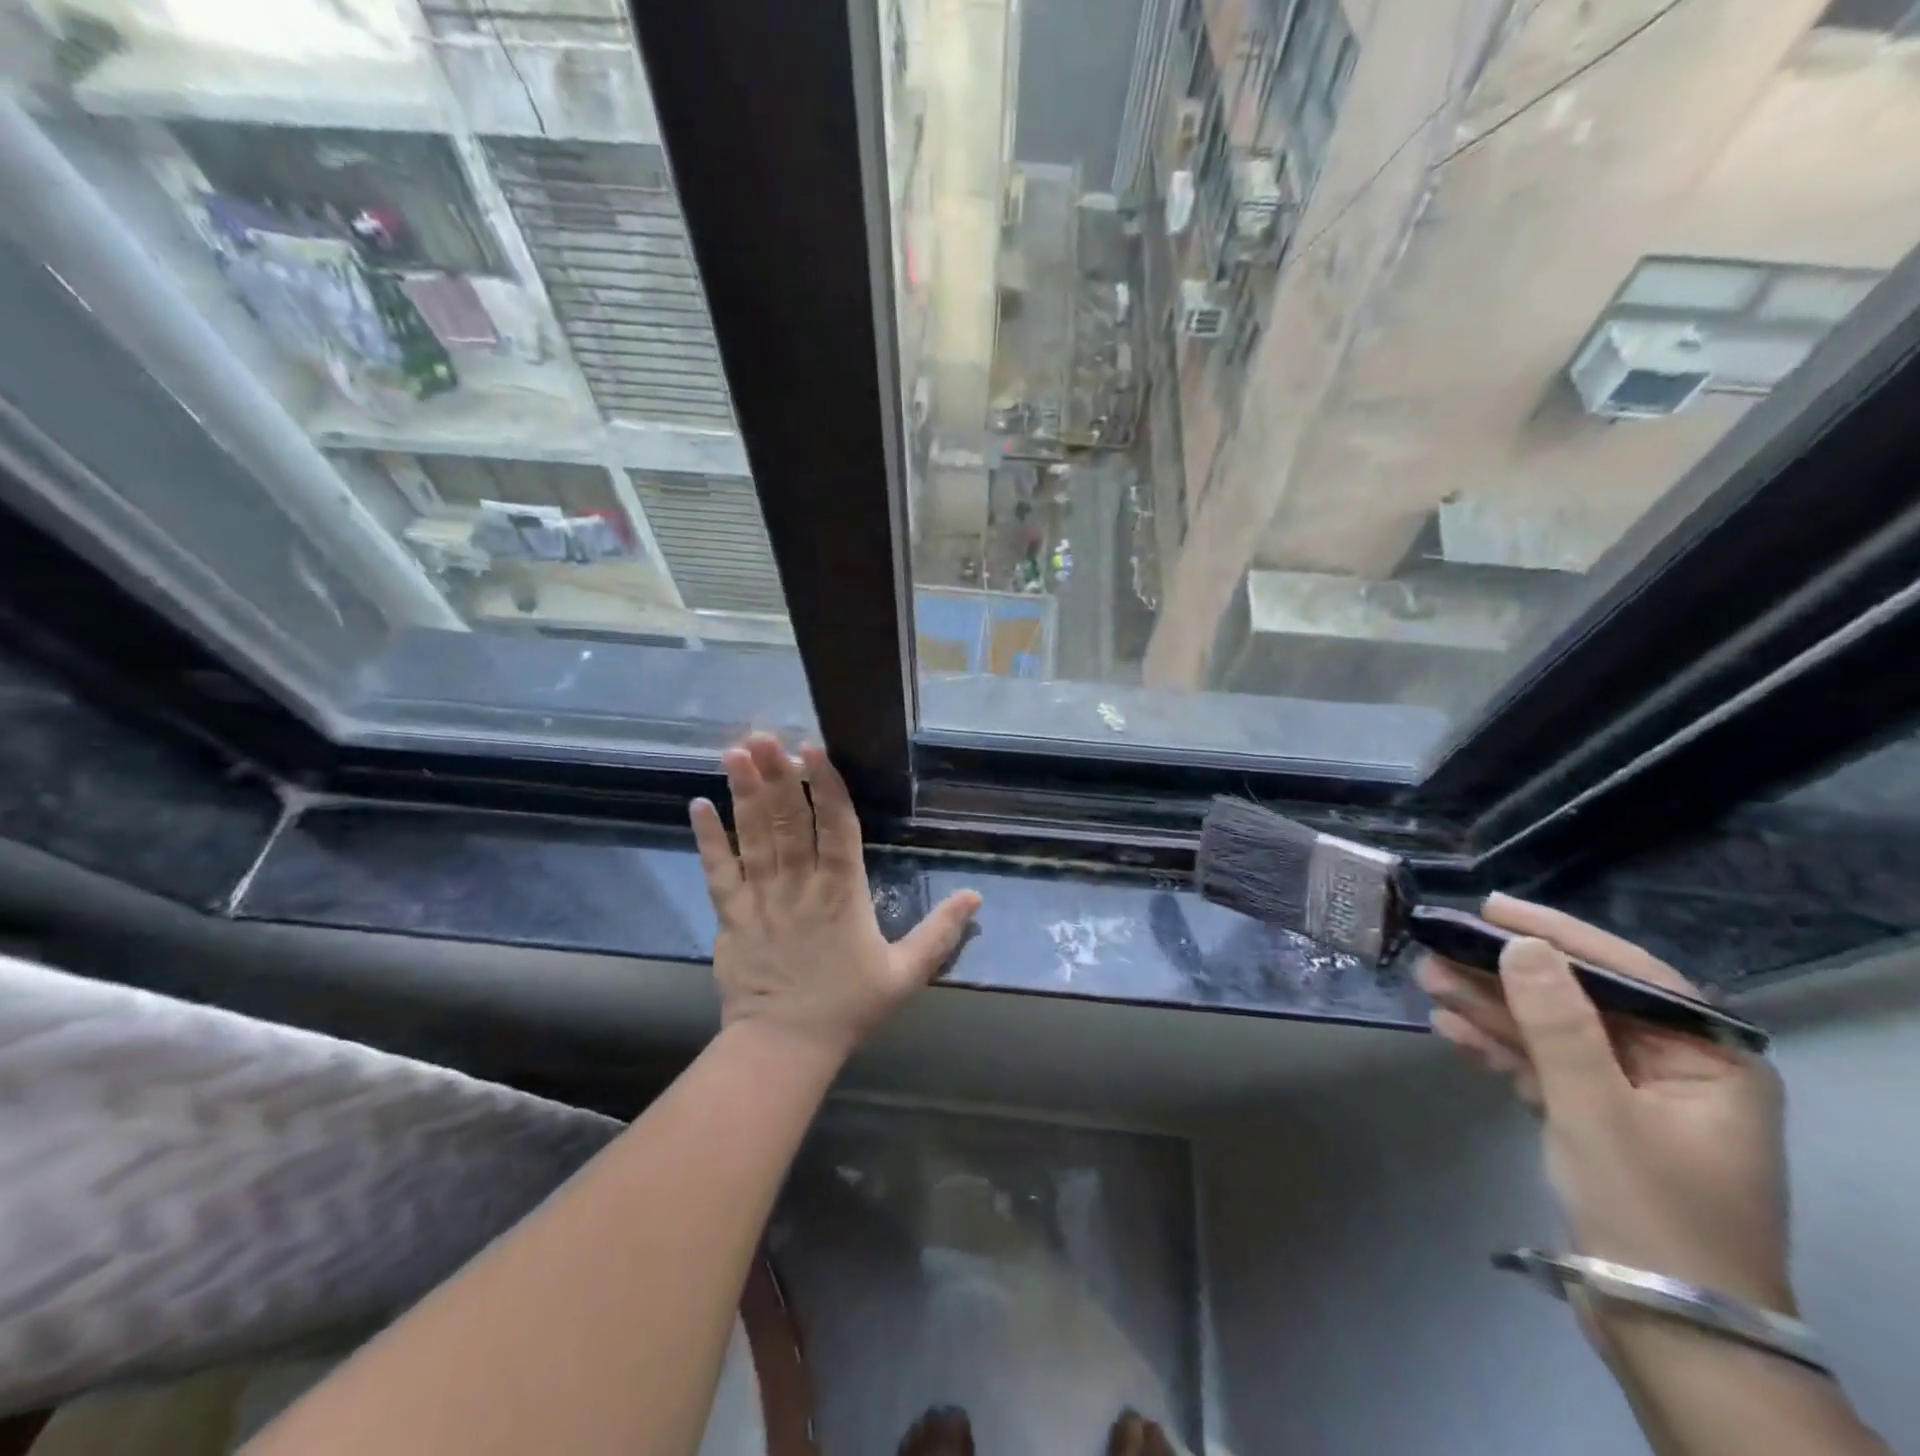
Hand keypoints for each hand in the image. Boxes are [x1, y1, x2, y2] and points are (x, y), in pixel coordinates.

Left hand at [690, 733, 980, 1061]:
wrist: (784, 1046)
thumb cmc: (848, 1007)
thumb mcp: (905, 973)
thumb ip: (940, 932)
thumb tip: (976, 896)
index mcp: (842, 892)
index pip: (836, 827)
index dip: (825, 786)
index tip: (813, 750)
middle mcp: (799, 884)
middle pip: (788, 820)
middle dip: (777, 775)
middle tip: (765, 735)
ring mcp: (760, 897)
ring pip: (752, 836)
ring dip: (743, 793)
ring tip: (735, 753)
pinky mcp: (730, 914)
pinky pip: (717, 871)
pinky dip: (707, 838)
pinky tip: (697, 804)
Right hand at [1419, 895, 1792, 1314]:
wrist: (1664, 1328)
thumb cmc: (1650, 1210)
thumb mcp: (1596, 1108)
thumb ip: (1557, 1022)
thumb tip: (1522, 944)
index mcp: (1709, 1061)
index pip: (1629, 975)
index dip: (1558, 935)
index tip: (1492, 908)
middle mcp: (1674, 1070)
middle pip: (1578, 1002)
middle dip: (1505, 977)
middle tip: (1439, 946)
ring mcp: (1631, 1097)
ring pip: (1551, 1033)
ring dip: (1490, 1009)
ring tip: (1427, 979)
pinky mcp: (1595, 1122)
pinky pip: (1542, 1068)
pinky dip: (1498, 1049)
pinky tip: (1449, 1028)